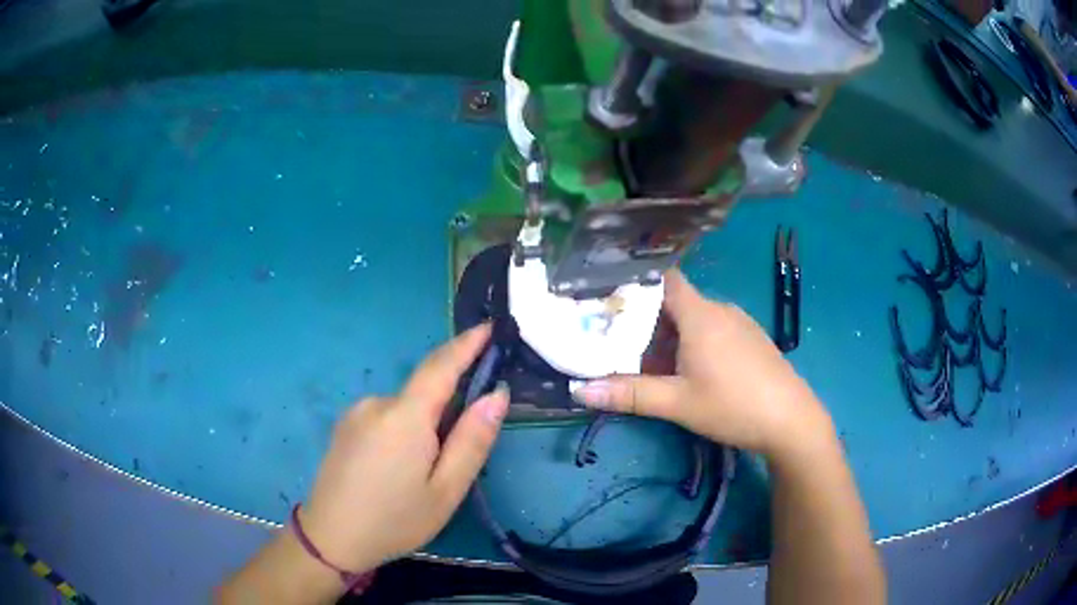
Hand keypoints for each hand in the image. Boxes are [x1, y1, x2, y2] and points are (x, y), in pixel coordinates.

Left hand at [299, 324, 507, 572]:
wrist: (330, 538)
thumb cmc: (395, 520)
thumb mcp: (446, 490)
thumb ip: (472, 440)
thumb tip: (497, 394)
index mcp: (405, 416)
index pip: (441, 365)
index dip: (467, 344)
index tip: (490, 327)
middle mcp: (377, 403)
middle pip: (424, 391)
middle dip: (448, 407)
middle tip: (457, 454)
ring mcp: (356, 413)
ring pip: (405, 408)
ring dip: (423, 425)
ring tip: (422, 473)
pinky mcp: (345, 425)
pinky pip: (385, 417)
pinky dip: (403, 430)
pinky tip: (397, 468)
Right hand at [574, 270, 832, 457]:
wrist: (792, 420)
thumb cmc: (733, 405)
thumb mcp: (677, 403)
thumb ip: (629, 394)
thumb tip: (578, 391)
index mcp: (700, 315)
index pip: (663, 280)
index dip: (636, 286)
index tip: (610, 302)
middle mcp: (720, 309)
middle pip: (675, 304)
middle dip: (648, 325)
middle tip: (623, 349)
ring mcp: (740, 323)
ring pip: (695, 320)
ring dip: (672, 339)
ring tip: (654, 368)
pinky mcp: (752, 339)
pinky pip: (715, 331)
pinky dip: (695, 344)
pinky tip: (693, 375)